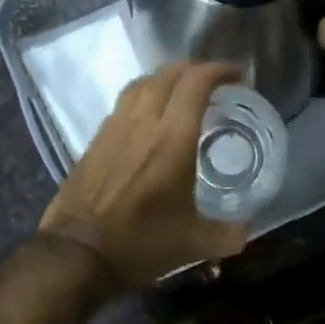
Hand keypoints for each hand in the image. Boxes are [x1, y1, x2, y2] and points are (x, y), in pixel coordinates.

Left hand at [39, 62, 249, 288]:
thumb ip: (227, 235)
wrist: (77, 253)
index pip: (197, 82)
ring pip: (143, 83)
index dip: (220, 70)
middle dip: (196, 70)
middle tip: (215, 85)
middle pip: (169, 73)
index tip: (239, 77)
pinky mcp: (96, 139)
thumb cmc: (140, 244)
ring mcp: (114, 127)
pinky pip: (124, 102)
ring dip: (167, 79)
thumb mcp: (193, 244)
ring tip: (182, 94)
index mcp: (173, 138)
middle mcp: (143, 122)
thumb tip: (247, 230)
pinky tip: (149, 118)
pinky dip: (144, 96)